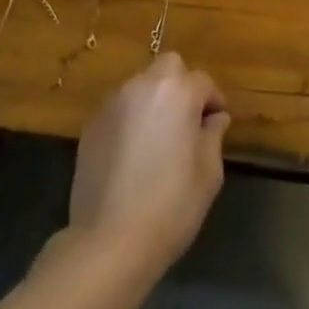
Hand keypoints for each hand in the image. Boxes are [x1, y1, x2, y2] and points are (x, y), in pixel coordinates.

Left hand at [68, 53, 229, 277]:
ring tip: (159, 138)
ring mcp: (112, 102)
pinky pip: (119, 108)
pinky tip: (133, 152)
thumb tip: (215, 118)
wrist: (109, 240)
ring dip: (154, 100)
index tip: (217, 124)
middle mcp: (142, 85)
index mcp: (176, 92)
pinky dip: (131, 118)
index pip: (203, 81)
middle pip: (168, 67)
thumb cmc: (170, 206)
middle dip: (182, 85)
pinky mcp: (91, 124)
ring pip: (141, 85)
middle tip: (188, 120)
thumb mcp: (208, 174)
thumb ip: (213, 135)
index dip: (214, 101)